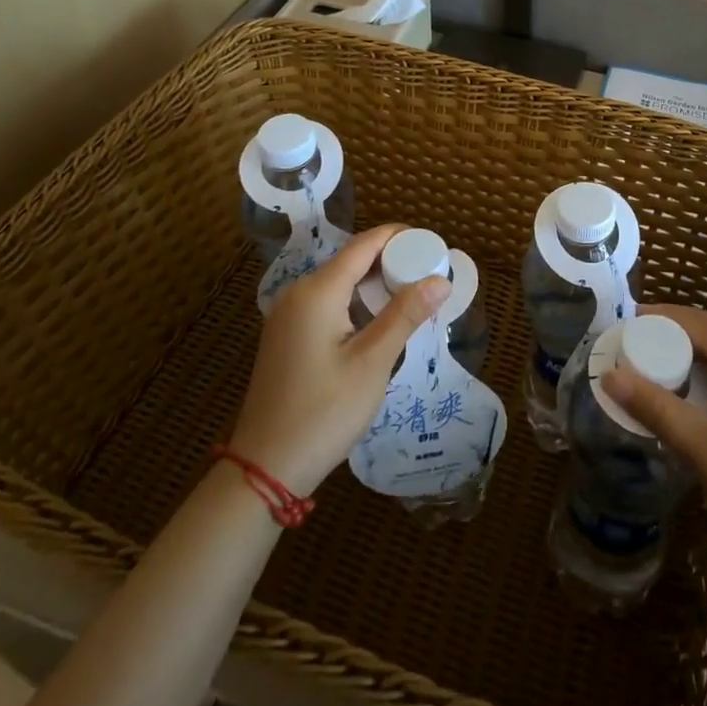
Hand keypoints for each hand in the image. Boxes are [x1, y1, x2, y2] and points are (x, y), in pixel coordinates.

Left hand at [227, 224, 447, 496]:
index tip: (432, 243)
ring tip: (412, 295)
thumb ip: (405, 315)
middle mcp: (298, 293)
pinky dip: (356, 302)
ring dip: (375, 284)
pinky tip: (379, 321)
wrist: (265, 468)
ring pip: (339, 282)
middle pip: (351, 260)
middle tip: (429, 273)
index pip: (364, 245)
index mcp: (317, 291)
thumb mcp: (372, 362)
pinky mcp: (287, 336)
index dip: (398, 237)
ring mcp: (288, 316)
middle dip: (391, 261)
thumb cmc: (323, 412)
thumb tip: (441, 280)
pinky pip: (327, 303)